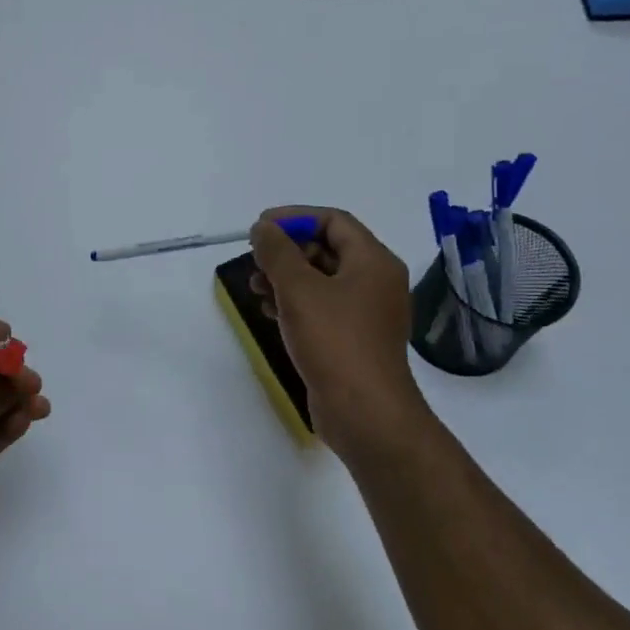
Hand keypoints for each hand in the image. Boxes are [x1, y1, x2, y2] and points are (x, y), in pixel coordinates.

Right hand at [248, 207, 428, 459]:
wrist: (364, 411)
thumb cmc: (334, 341)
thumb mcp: (299, 289)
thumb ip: (277, 252)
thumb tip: (263, 227)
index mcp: (373, 261)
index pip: (334, 221)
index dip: (295, 218)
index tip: (259, 228)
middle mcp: (375, 281)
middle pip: (328, 249)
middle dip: (287, 251)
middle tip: (254, 261)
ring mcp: (366, 313)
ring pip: (322, 280)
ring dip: (286, 278)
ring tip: (255, 288)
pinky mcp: (354, 339)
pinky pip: (323, 307)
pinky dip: (296, 303)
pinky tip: (270, 312)